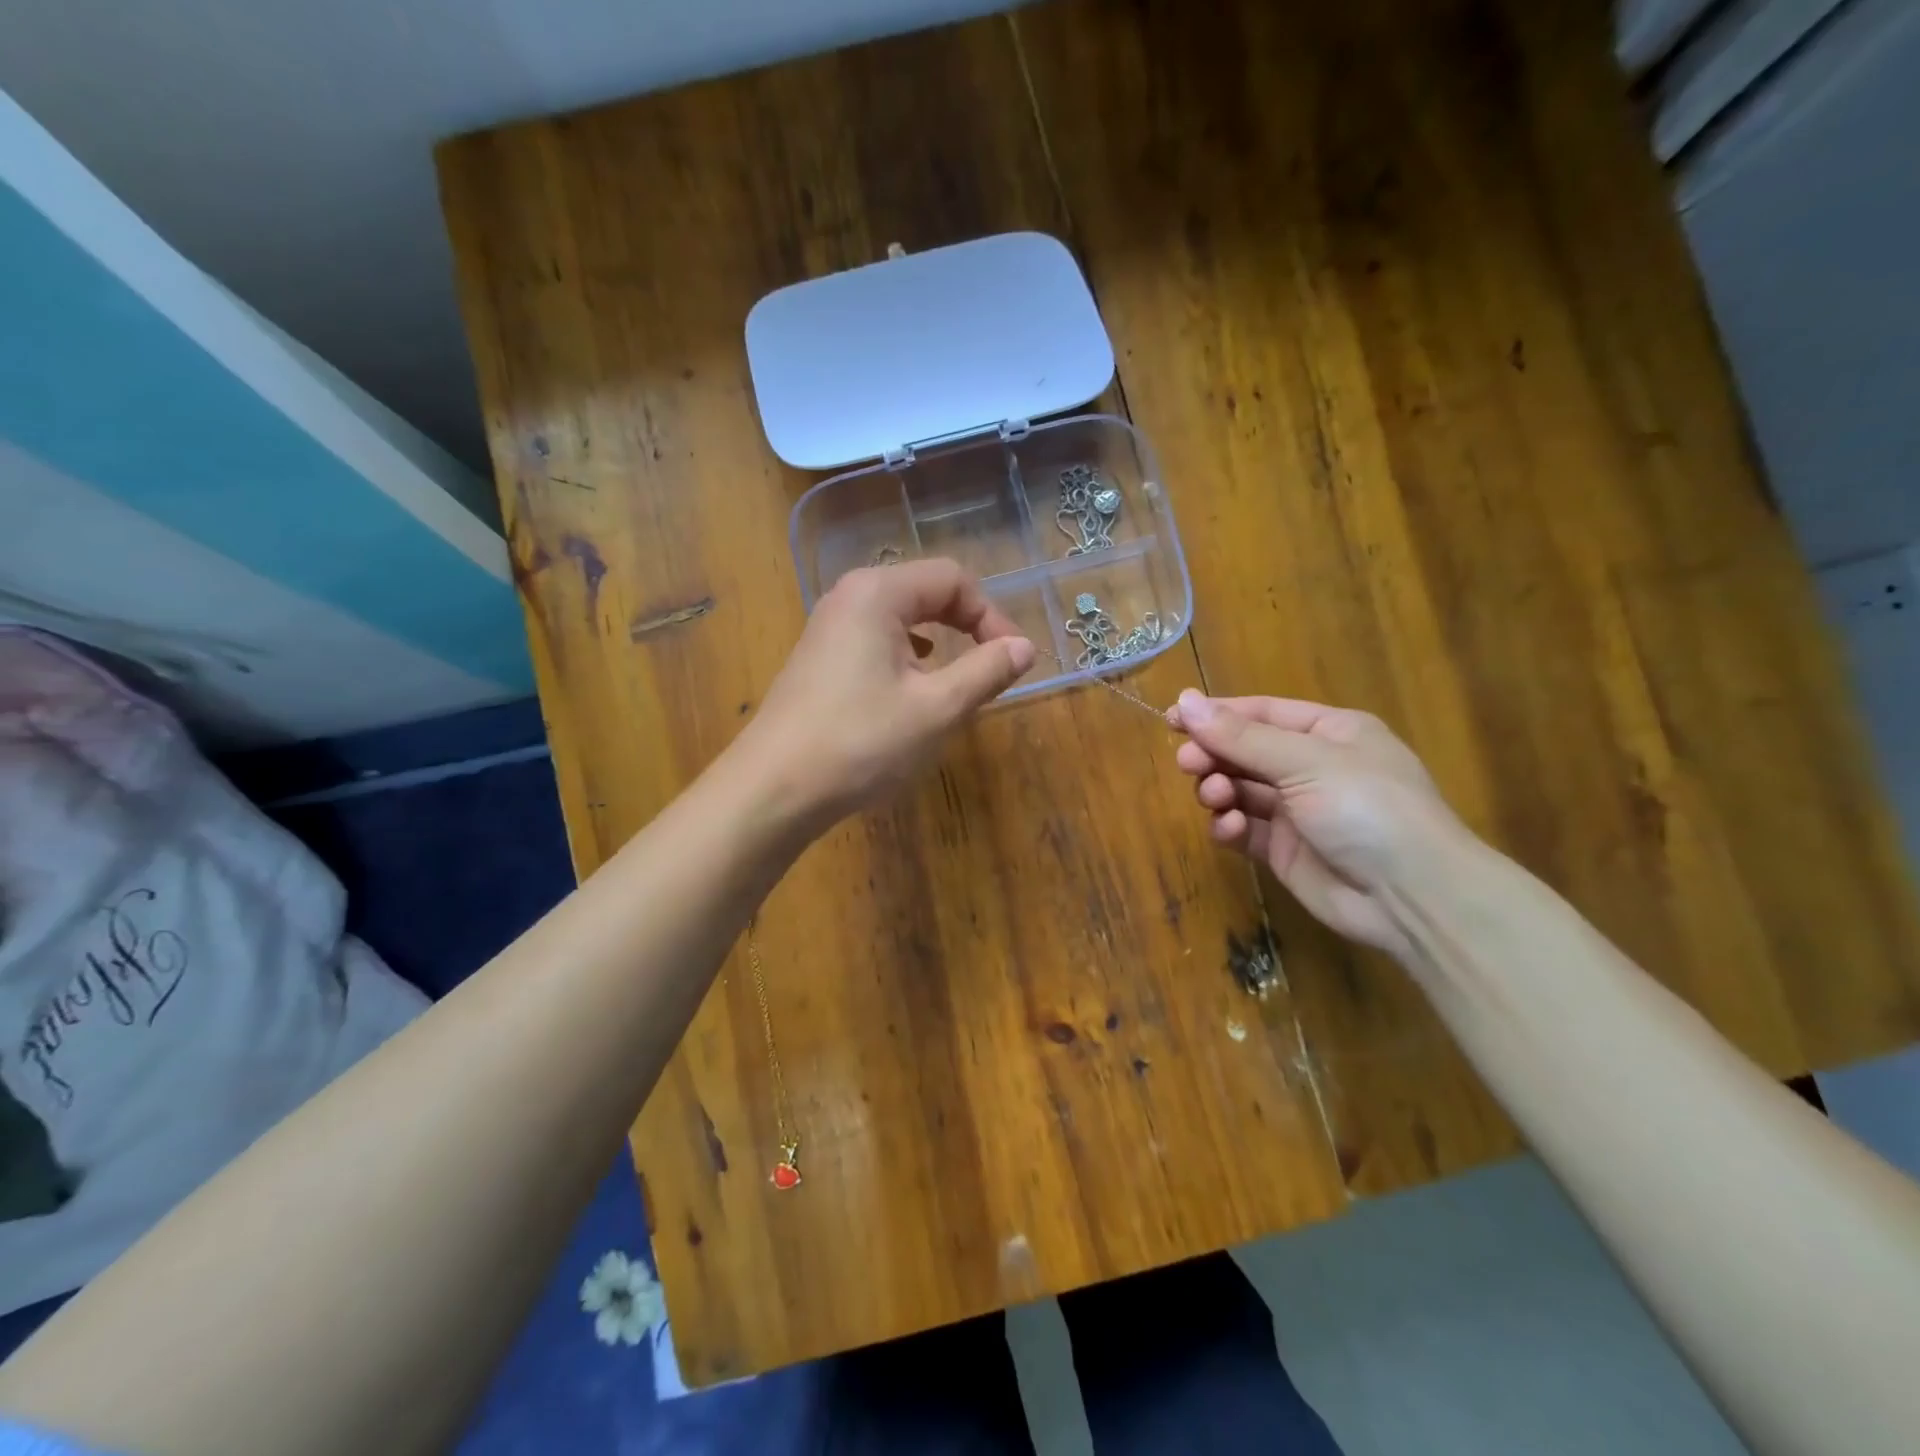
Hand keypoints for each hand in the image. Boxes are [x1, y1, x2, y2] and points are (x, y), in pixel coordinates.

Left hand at [736, 559, 1035, 831]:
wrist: (773, 789)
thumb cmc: (860, 743)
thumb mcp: (936, 709)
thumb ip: (986, 671)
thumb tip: (1024, 648)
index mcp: (878, 593)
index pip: (953, 579)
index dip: (992, 615)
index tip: (1013, 660)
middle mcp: (849, 597)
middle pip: (926, 591)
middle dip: (967, 625)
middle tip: (994, 667)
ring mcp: (828, 627)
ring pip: (901, 617)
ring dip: (940, 641)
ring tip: (958, 679)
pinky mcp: (819, 658)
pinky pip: (876, 639)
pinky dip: (908, 655)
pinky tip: (913, 686)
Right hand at [1169, 691, 1470, 956]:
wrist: (1410, 896)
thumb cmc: (1366, 808)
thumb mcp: (1304, 761)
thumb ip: (1240, 736)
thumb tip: (1184, 700)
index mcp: (1329, 732)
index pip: (1260, 713)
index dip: (1215, 714)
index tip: (1172, 719)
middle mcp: (1312, 766)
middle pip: (1244, 751)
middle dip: (1214, 755)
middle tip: (1188, 763)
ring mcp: (1298, 810)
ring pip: (1240, 789)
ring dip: (1220, 789)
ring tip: (1217, 798)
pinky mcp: (1285, 850)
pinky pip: (1245, 828)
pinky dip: (1231, 826)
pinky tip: (1231, 829)